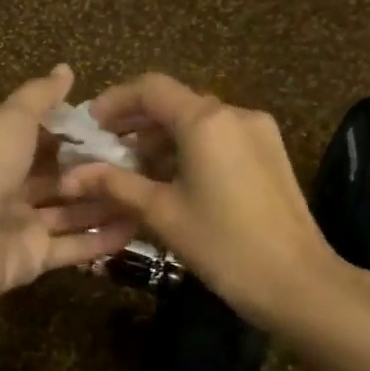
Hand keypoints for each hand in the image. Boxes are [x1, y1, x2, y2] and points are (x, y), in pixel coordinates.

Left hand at [0, 65, 137, 308]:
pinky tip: (138, 228)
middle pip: (64, 181)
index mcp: (4, 153)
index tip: (125, 131)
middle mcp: (14, 190)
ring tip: (152, 196)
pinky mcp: (34, 260)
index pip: (49, 143)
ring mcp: (24, 228)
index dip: (82, 138)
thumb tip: (66, 69)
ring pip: (73, 215)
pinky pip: (74, 249)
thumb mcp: (12, 120)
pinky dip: (102, 240)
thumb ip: (40, 97)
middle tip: (148, 167)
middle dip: (100, 175)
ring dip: (107, 207)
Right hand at [57, 73, 345, 328]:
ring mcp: (258, 133)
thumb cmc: (222, 244)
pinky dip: (190, 149)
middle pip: (176, 102)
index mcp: (206, 120)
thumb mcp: (161, 213)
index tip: (91, 124)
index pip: (151, 88)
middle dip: (137, 121)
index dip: (115, 100)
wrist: (297, 282)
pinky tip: (172, 179)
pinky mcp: (270, 155)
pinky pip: (220, 138)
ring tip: (133, 168)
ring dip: (162, 137)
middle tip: (105, 147)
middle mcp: (235, 114)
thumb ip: (115, 184)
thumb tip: (72, 175)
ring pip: (199, 122)